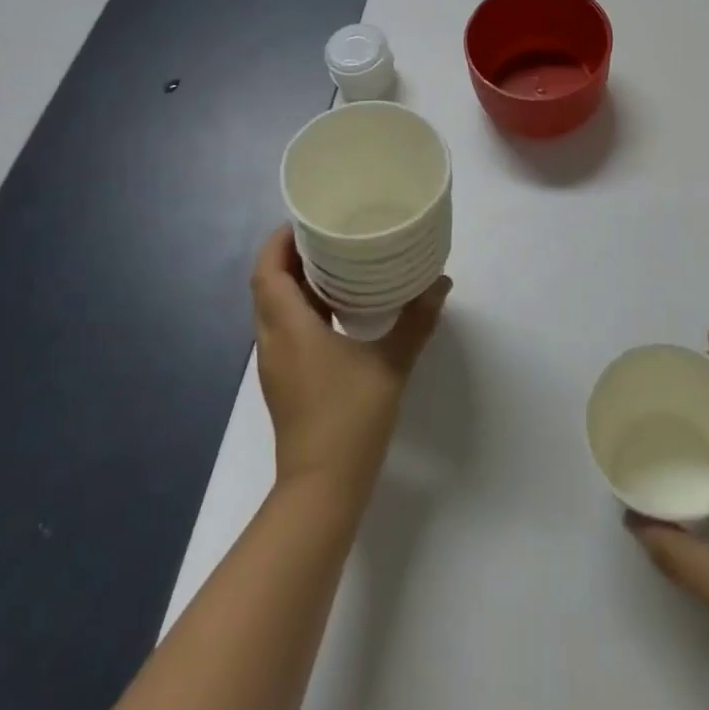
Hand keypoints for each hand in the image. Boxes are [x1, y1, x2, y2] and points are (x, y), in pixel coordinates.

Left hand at [251, 225, 450, 507]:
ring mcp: (276, 364)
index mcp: (289, 329)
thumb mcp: (391, 364)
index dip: (278, 241)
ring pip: (274, 308)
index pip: (267, 272)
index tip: (305, 220)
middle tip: (327, 233)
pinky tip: (337, 308)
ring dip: (295, 281)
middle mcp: (273, 341)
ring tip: (335, 261)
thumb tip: (441, 282)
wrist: (321, 489)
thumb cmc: (350, 419)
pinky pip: (285, 329)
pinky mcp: (285, 380)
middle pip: (268, 286)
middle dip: (290, 255)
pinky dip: (302, 307)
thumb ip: (416, 321)